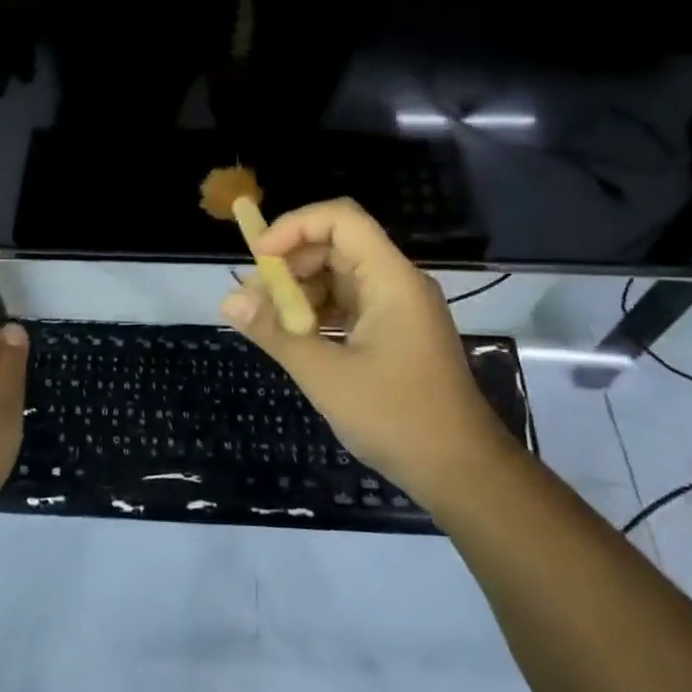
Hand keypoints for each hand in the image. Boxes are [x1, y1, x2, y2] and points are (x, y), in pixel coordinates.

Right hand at [221, 199, 514, 512]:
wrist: (462, 472)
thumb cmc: (397, 418)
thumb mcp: (326, 376)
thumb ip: (276, 333)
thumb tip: (228, 301)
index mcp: (390, 278)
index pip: (341, 219)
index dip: (295, 226)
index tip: (260, 258)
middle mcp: (396, 282)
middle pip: (336, 246)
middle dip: (290, 264)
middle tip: (254, 299)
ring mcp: (398, 308)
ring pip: (339, 276)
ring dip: (300, 291)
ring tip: (268, 323)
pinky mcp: (395, 333)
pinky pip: (349, 304)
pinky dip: (318, 313)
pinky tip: (294, 338)